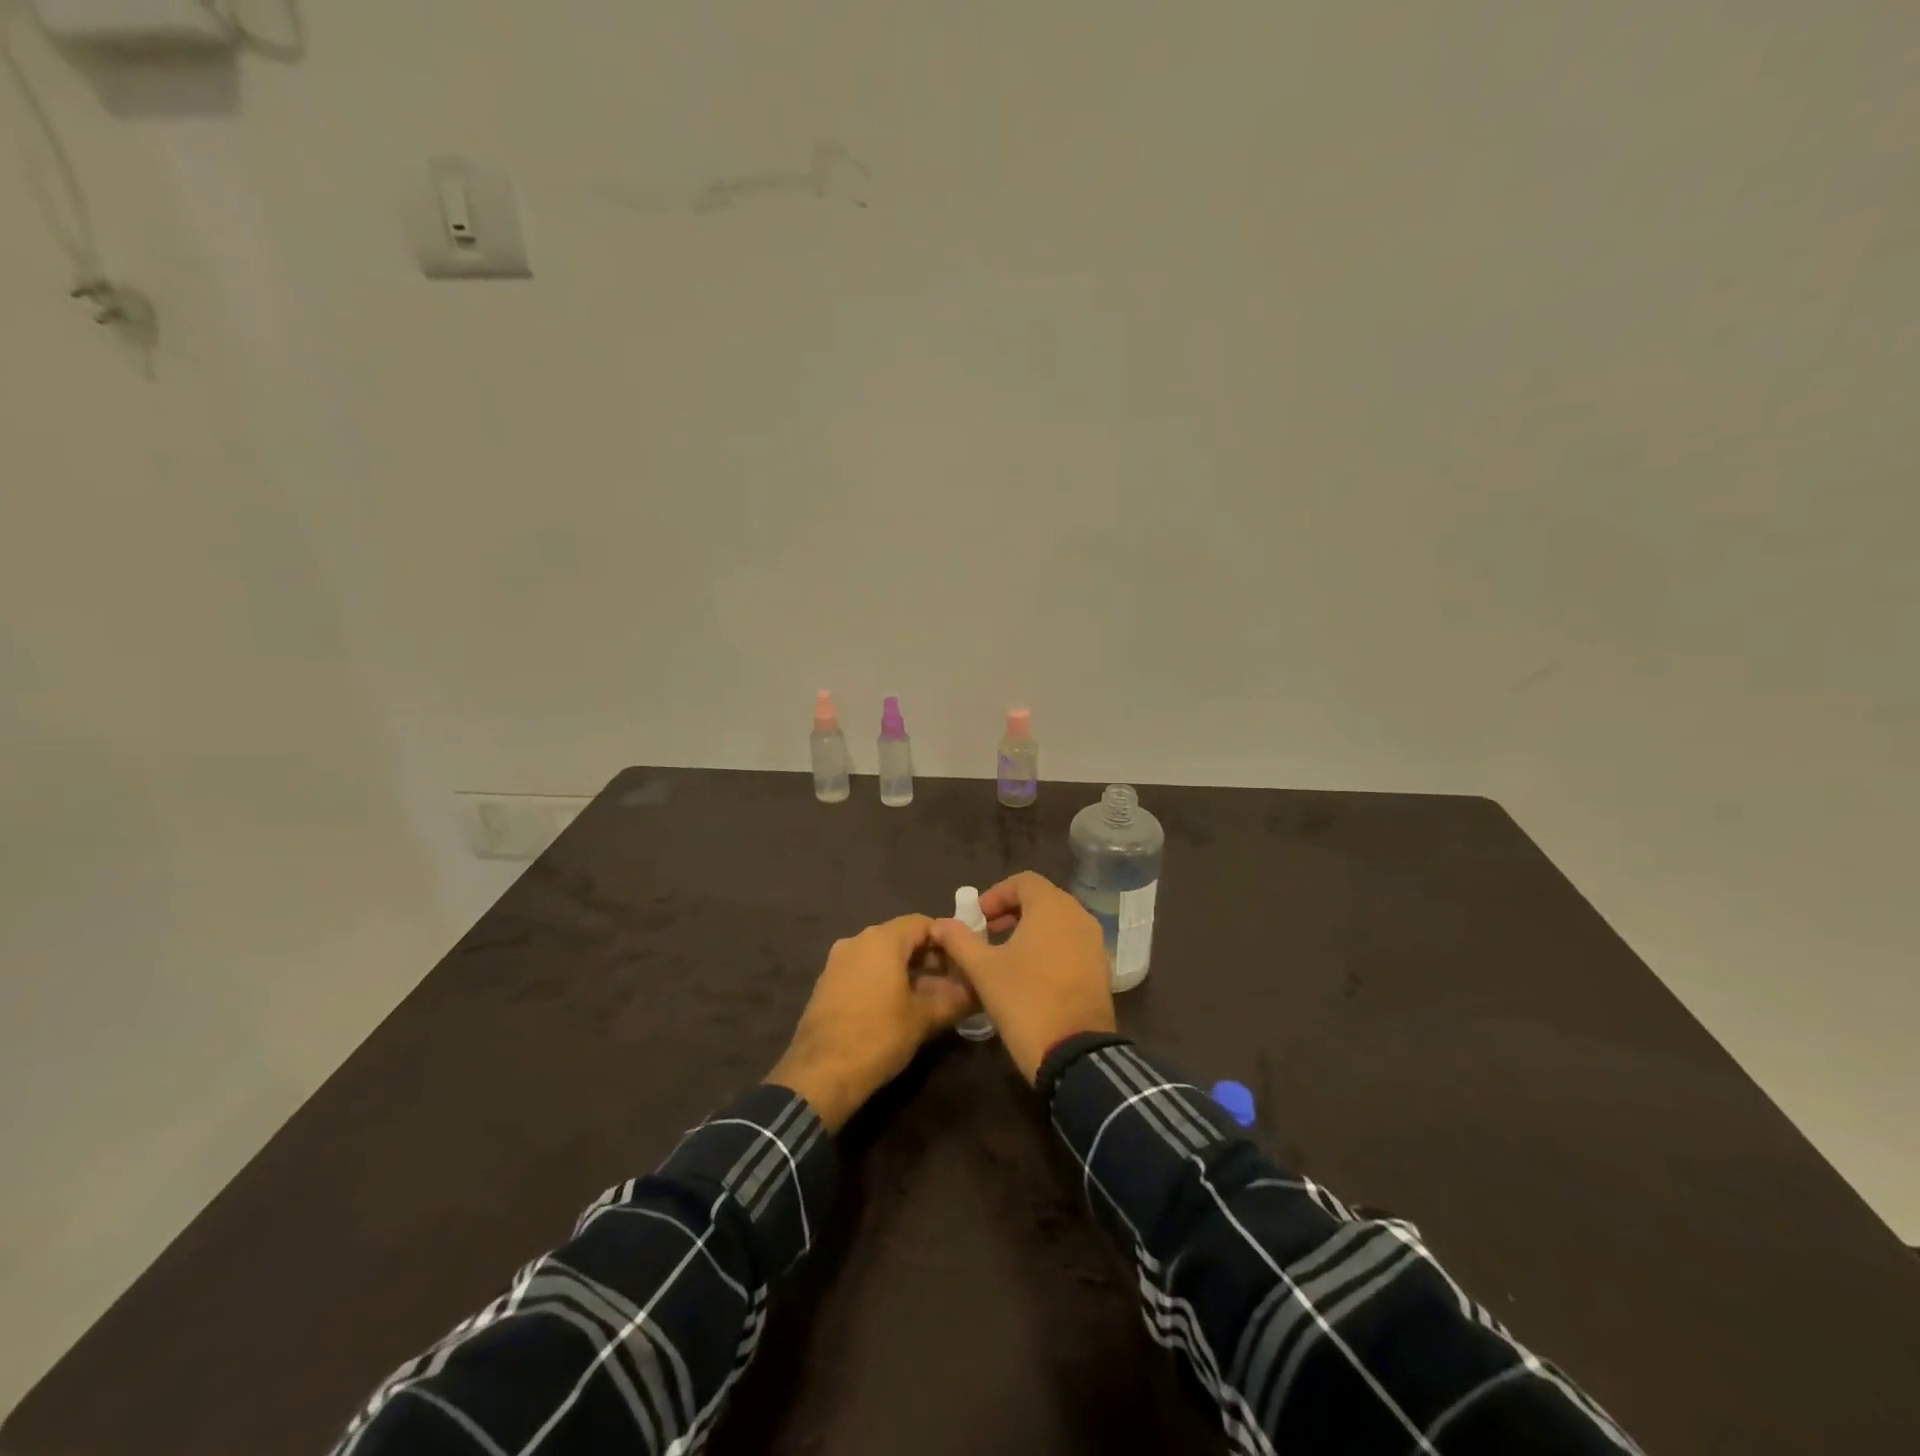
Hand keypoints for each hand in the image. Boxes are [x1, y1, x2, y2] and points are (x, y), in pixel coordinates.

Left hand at [767, 914, 976, 1130]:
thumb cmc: (878, 1036)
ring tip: (931, 997)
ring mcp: (838, 961)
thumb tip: (980, 991)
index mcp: (881, 939)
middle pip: (902, 937)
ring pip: (882, 955)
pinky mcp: (827, 983)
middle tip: (954, 982)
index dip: (948, 939)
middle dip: (930, 957)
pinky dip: (885, 980)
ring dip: (908, 970)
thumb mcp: (924, 1018)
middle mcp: (857, 940)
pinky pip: (864, 970)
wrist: (820, 1075)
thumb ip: (955, 999)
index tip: (965, 961)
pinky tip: (900, 1006)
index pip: (923, 923)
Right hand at [930, 871, 1115, 1084]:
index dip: (995, 895)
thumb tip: (939, 923)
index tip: (976, 919)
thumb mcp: (983, 970)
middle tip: (987, 934)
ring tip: (1005, 955)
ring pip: (1058, 922)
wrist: (1074, 1052)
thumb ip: (959, 941)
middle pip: (1042, 899)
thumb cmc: (1025, 1000)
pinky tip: (1031, 974)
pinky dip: (1049, 947)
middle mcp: (1079, 916)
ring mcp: (1094, 942)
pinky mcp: (1101, 968)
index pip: (1023, 881)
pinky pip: (1071, 943)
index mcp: (1052, 907)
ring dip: (1030, 929)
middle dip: (1011, 912)